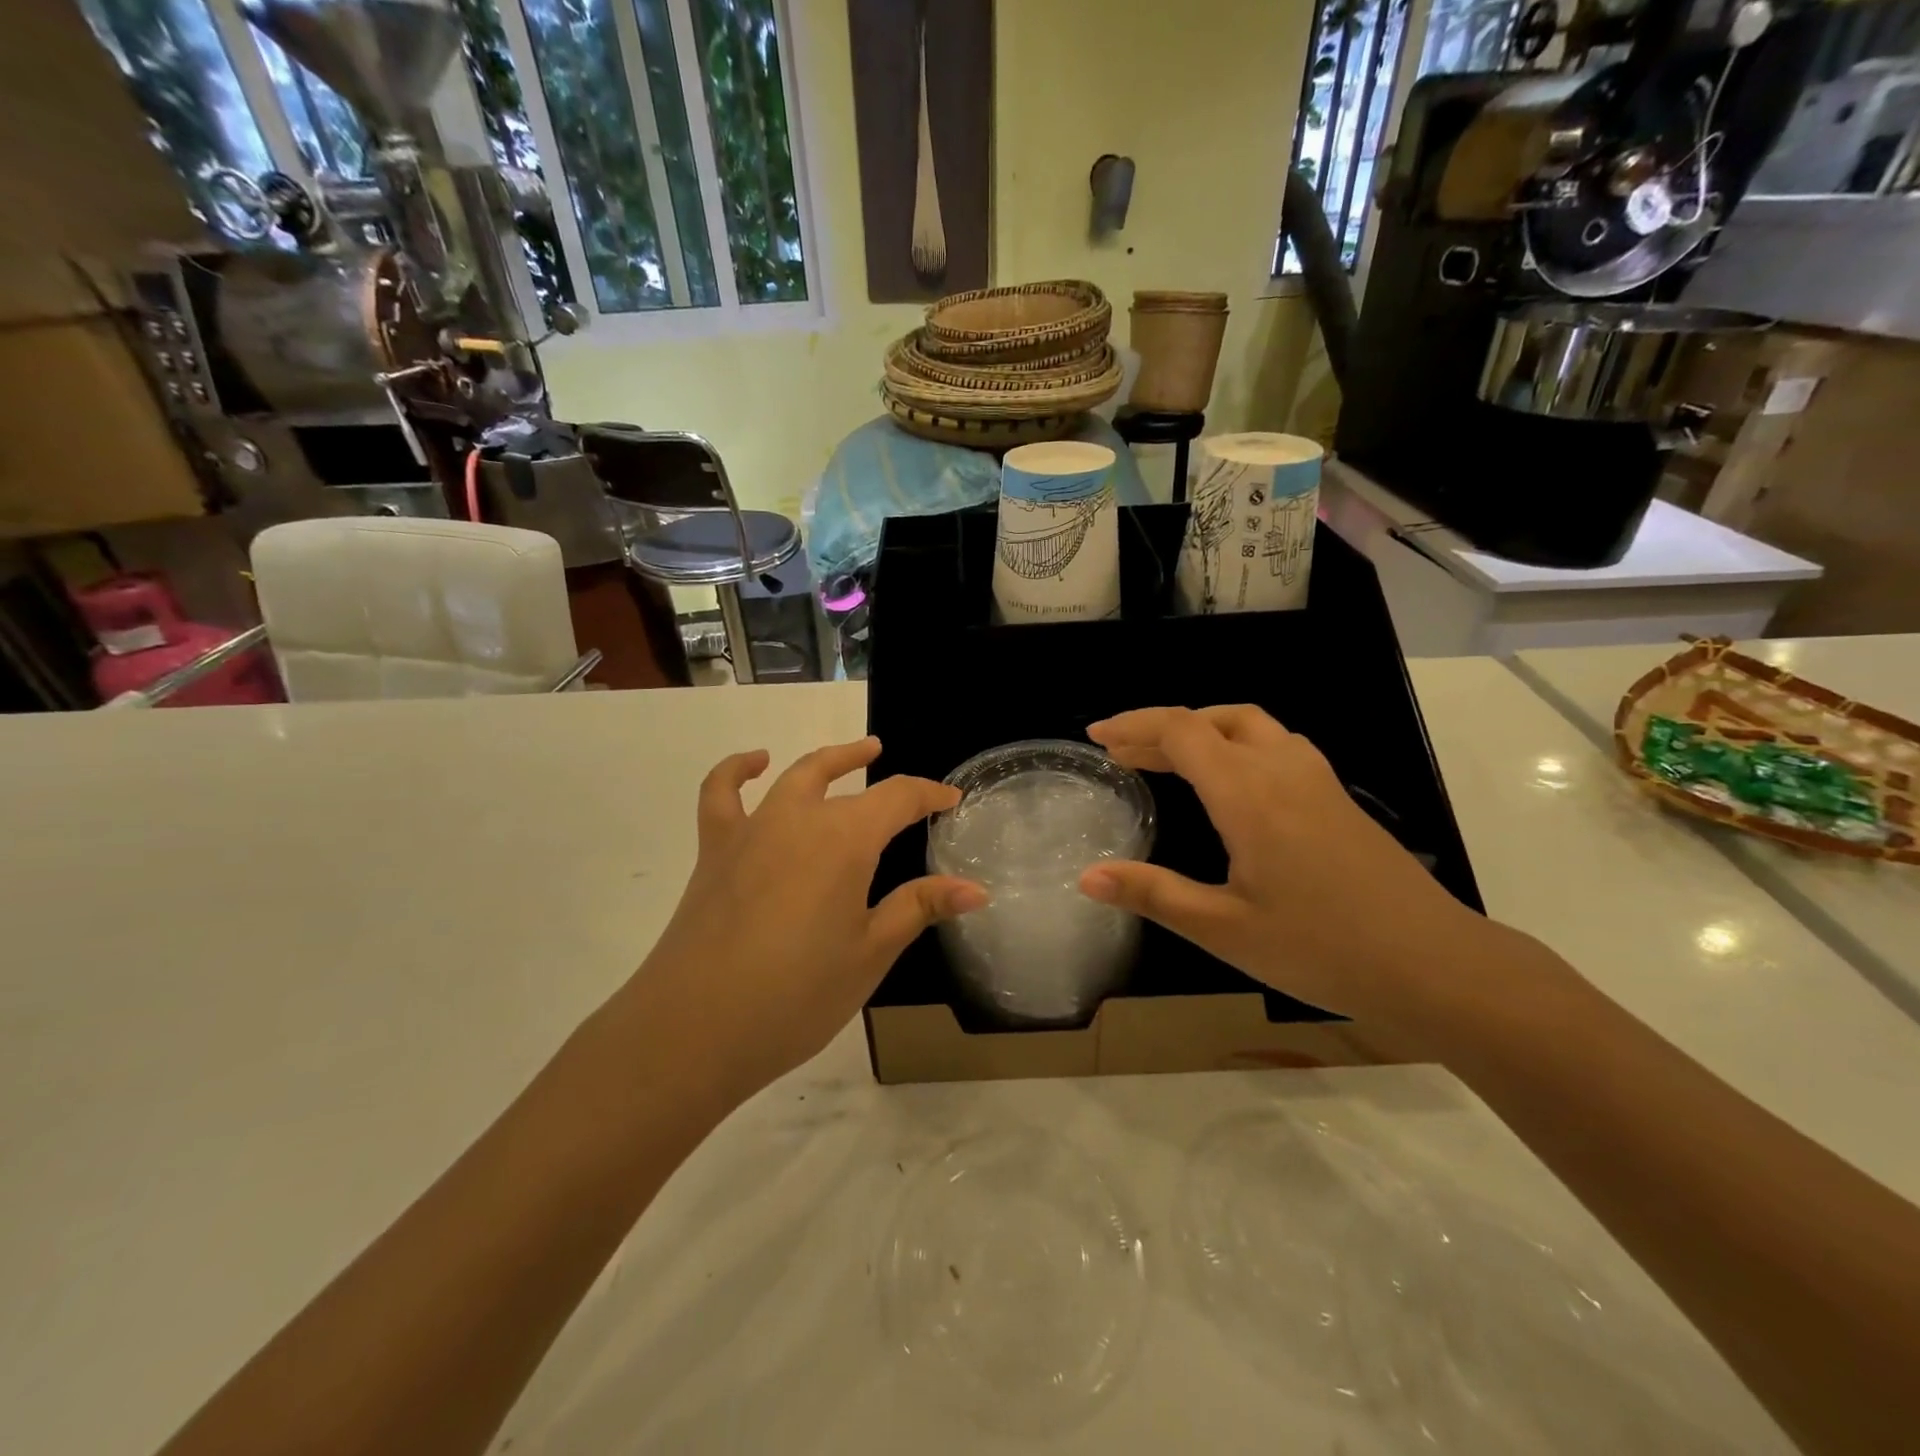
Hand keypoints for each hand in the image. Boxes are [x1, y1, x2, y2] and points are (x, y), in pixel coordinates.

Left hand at [623, 737, 985, 1106]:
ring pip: (794, 776)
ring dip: (826, 761)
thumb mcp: (870, 953)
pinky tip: (754, 764)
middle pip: (842, 776)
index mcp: (845, 839)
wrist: (694, 1029)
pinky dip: (737, 770)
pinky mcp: (715, 851)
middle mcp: (799, 818)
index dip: (929, 795)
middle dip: (872, 766)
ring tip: (850, 755)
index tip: (951, 799)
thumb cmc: (797, 994)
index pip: (899, 798)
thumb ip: (920, 907)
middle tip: (891, 761)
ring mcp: (752, 829)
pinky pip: (722, 793)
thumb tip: (976, 888)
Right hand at [1079, 705, 1498, 1029]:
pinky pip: (1275, 744)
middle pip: (1212, 719)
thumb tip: (1087, 878)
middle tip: (1121, 752)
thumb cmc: (1321, 948)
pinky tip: (1230, 781)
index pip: (1181, 732)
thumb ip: (1153, 894)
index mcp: (1248, 793)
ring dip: (1202, 729)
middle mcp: (1282, 768)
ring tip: (1167, 758)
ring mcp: (1316, 779)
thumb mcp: (1224, 929)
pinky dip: (1235, 743)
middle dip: (1160, 728)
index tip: (1097, 737)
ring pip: (1249, 724)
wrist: (1434, 964)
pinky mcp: (1336, 796)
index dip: (1134, 726)